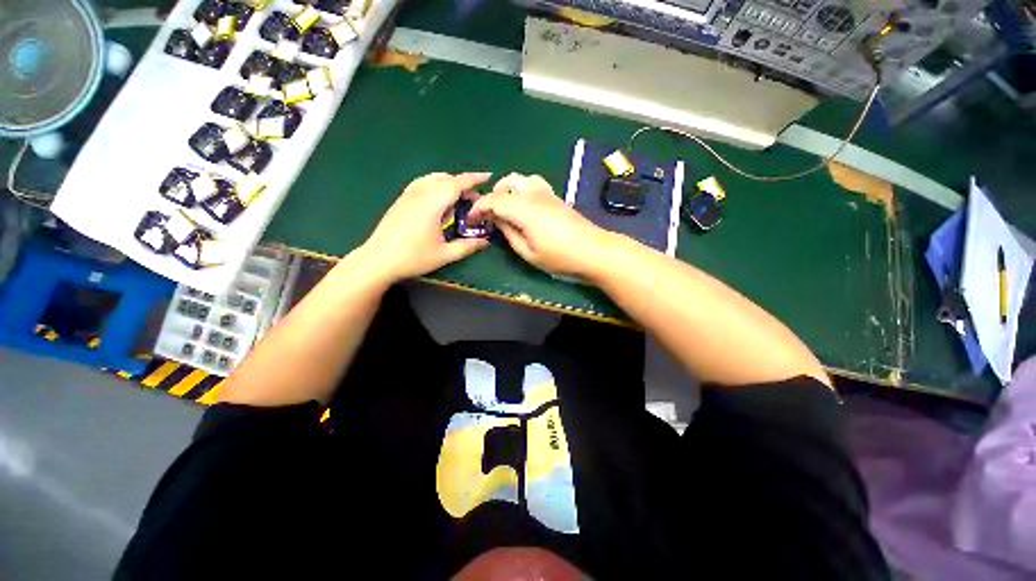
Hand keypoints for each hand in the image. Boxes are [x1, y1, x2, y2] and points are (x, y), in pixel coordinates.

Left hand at [360, 172, 490, 282]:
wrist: (378, 260)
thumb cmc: (413, 258)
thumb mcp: (445, 254)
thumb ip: (467, 246)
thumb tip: (485, 242)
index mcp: (432, 203)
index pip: (456, 184)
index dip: (474, 179)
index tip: (488, 176)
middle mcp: (420, 194)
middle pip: (445, 179)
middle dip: (463, 184)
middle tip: (476, 198)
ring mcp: (408, 195)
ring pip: (432, 179)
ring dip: (449, 183)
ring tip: (459, 196)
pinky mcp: (401, 201)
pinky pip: (422, 183)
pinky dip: (435, 185)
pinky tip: (438, 198)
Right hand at [469, 173, 614, 276]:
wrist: (593, 250)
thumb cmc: (560, 257)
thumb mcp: (528, 253)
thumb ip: (509, 234)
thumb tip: (497, 220)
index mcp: (524, 209)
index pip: (494, 200)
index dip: (479, 208)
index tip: (471, 219)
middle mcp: (534, 195)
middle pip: (507, 183)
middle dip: (493, 195)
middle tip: (490, 215)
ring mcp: (547, 193)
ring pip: (521, 178)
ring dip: (508, 188)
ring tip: (506, 207)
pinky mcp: (556, 197)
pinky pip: (534, 183)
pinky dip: (522, 189)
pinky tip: (525, 205)